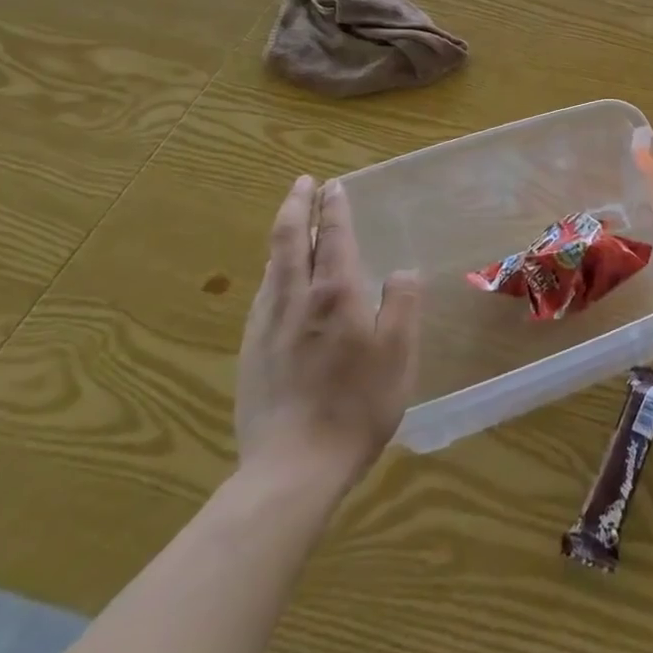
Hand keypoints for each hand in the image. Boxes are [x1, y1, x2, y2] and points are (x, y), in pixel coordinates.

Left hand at [236, 175, 420, 490]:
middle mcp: (294, 302)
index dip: (335, 209)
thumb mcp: (399, 352)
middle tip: (303, 184)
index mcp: (334, 296)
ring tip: (292, 224)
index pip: (334, 238)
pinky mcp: (250, 355)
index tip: (334, 186)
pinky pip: (262, 297)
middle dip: (297, 207)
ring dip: (282, 238)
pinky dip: (272, 272)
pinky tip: (275, 283)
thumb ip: (401, 303)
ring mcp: (265, 329)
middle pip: (290, 242)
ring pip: (271, 268)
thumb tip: (400, 270)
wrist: (292, 469)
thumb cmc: (358, 405)